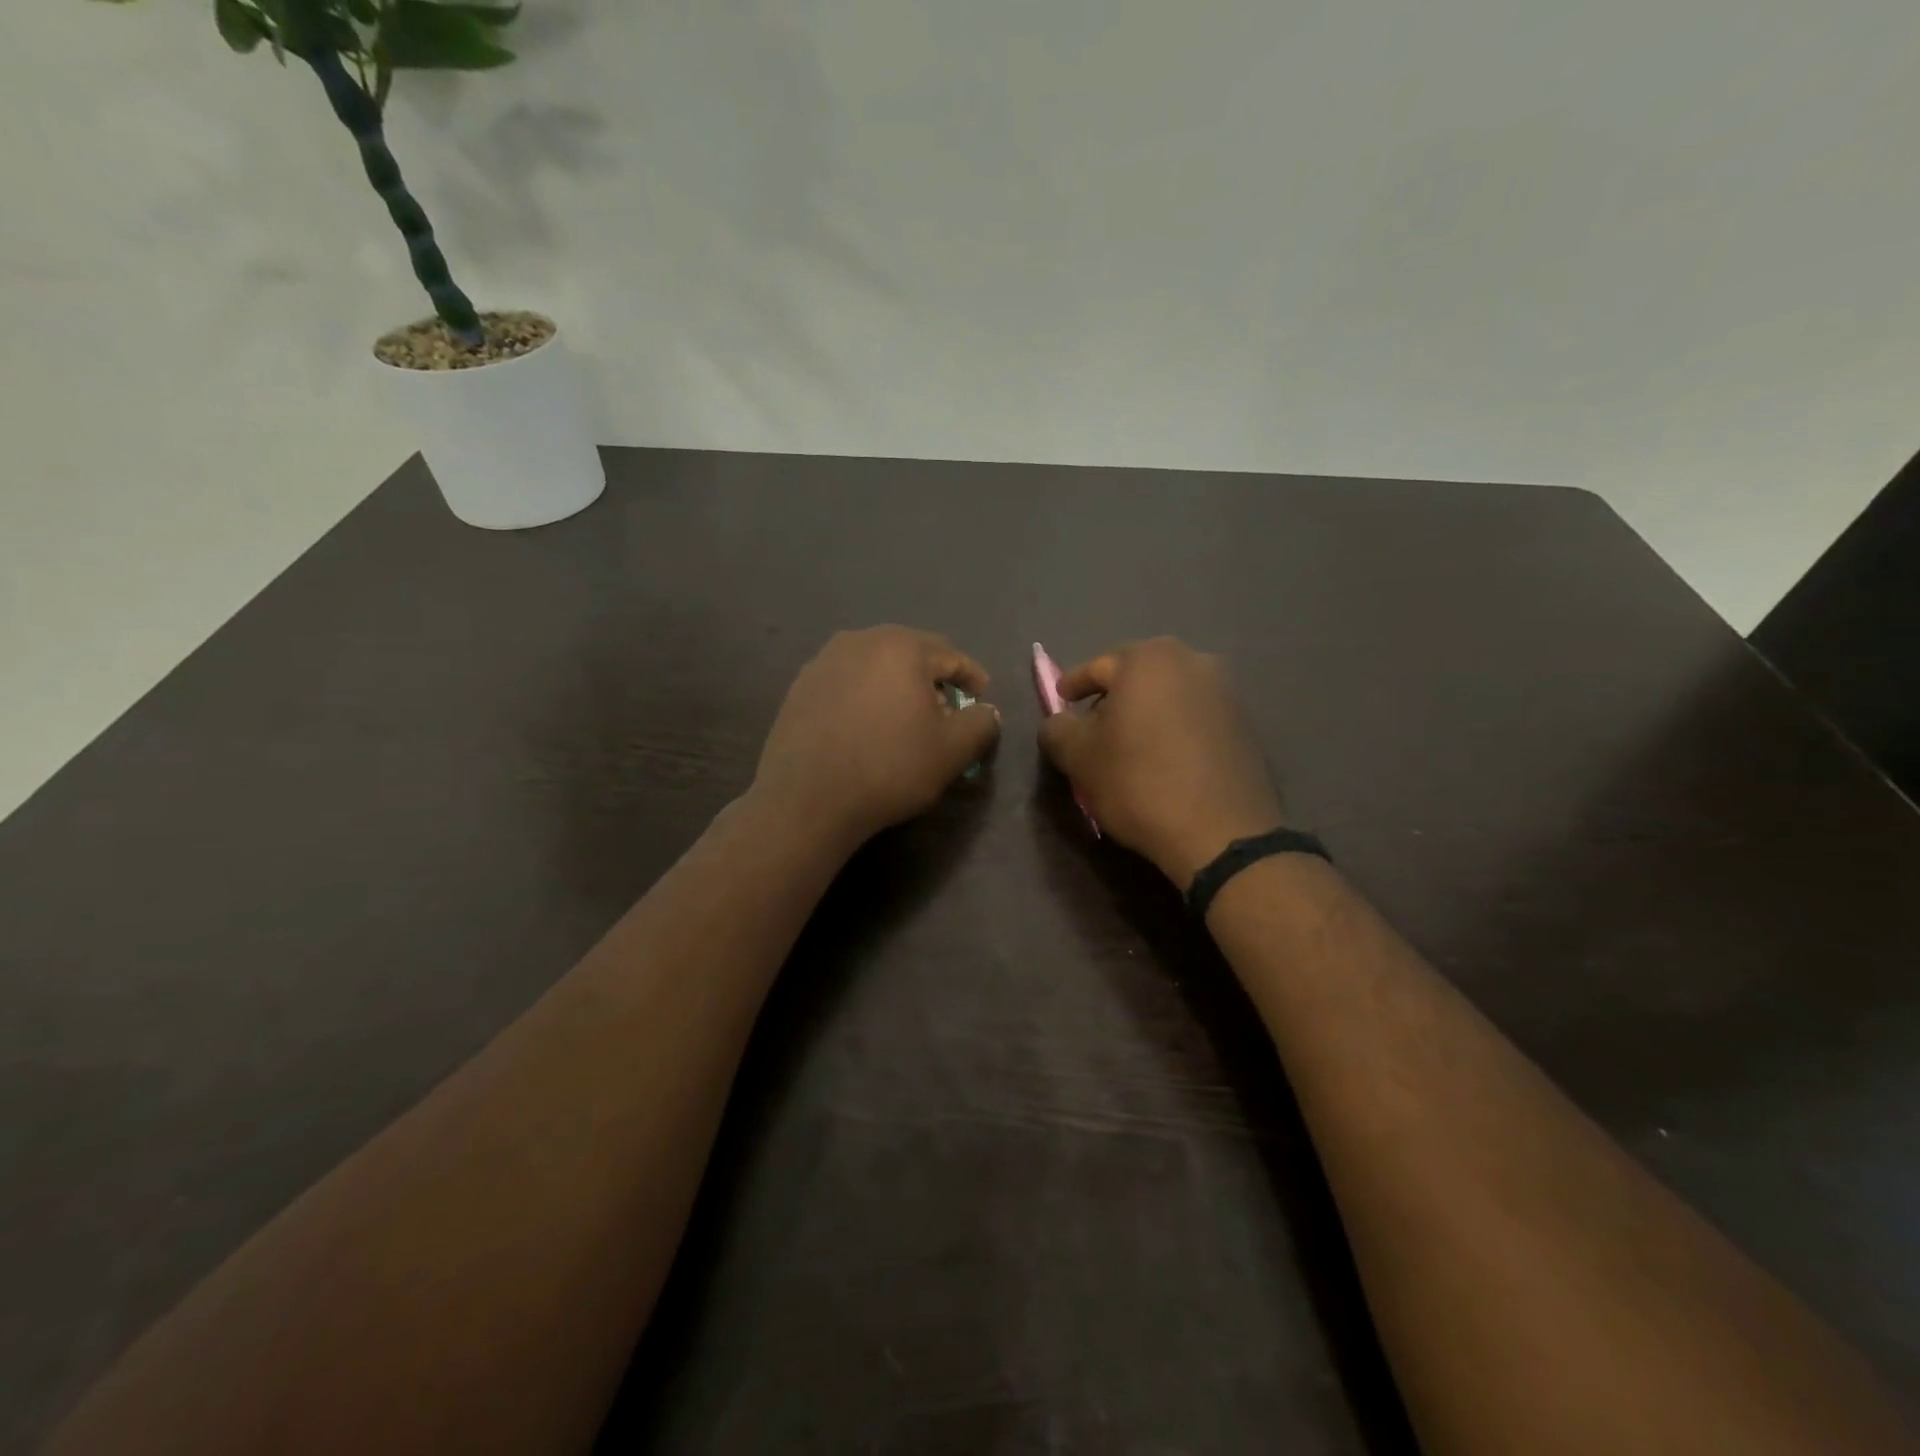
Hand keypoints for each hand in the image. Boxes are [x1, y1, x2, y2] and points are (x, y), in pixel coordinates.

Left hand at [753, 626, 1000, 846]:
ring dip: (897, 686)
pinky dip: (866, 696)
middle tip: (946, 710)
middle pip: (910, 654)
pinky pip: (847, 682)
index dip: (971, 676)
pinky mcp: (800, 686)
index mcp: (902, 647)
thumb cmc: (889, 767)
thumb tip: (987, 711)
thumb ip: (980, 723)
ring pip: (876, 666)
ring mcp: (824, 661)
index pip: (950, 654)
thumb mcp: (952, 751)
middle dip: (933, 679)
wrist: (807, 798)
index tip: (981, 698)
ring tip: (905, 719)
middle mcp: (860, 640)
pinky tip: (867, 727)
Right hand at [1037, 638, 1284, 887]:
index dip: (1072, 686)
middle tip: (1093, 727)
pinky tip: (1163, 759)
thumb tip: (1058, 723)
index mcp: (1149, 659)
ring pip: (1168, 696)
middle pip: (1137, 676)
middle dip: (1112, 698)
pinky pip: (1195, 718)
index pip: (1097, 667)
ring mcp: (1226, 692)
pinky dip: (1173, 730)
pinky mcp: (1245, 725)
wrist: (1222, 833)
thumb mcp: (1078, 757)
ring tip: (1128, 746)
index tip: (1060, 702)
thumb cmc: (1139, 782)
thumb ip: (1056, 729)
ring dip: (1145, 714)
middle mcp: (1193, 661)